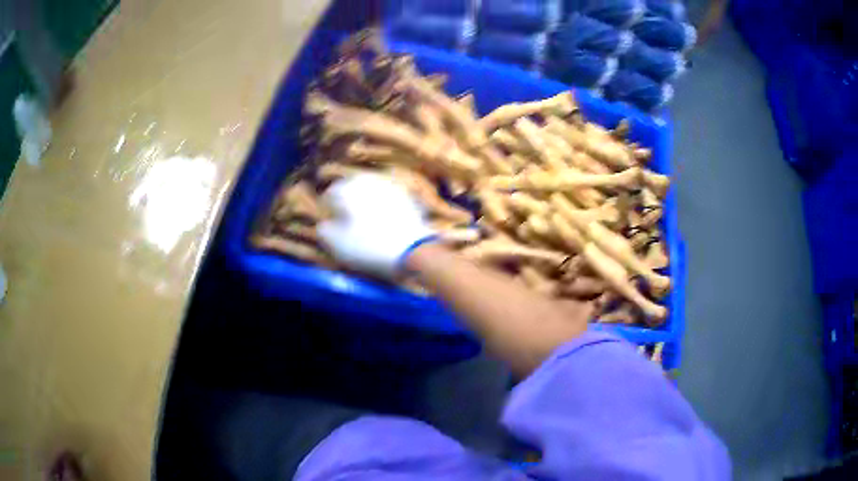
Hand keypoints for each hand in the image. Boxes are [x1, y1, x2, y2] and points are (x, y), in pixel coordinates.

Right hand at [318, 173, 436, 278]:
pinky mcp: (408, 197)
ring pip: (370, 193)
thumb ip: (323, 230)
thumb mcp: (334, 244)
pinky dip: (383, 209)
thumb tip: (325, 223)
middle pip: (350, 190)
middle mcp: (368, 179)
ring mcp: (390, 186)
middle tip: (347, 224)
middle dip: (347, 204)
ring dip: (365, 204)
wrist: (412, 250)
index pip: (329, 196)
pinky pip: (388, 201)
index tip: (331, 227)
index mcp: (346, 187)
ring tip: (366, 225)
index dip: (328, 212)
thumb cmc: (367, 246)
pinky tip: (385, 225)